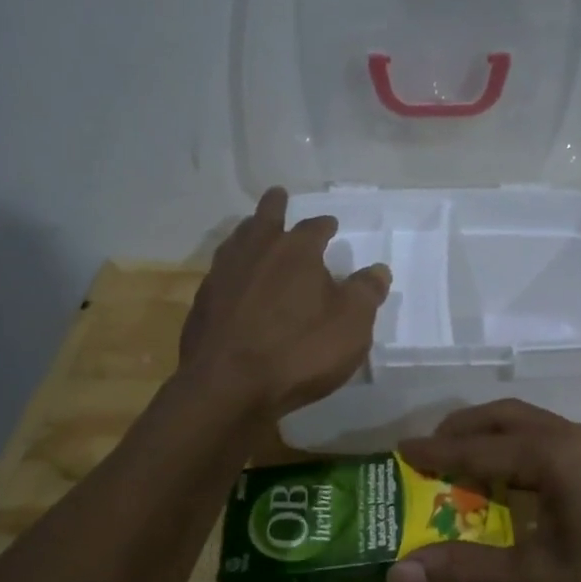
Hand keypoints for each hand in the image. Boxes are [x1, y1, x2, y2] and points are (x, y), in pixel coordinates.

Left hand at [180, 188, 390, 417]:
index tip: (330, 225)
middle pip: (265, 219)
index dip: (324, 225)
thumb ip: (366, 293)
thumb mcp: (351, 326)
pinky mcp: (203, 303)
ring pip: (237, 240)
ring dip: (248, 231)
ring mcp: (223, 275)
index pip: (314, 227)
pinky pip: (221, 272)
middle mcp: (256, 252)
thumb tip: (378, 269)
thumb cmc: (299, 351)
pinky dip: (232, 268)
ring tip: (253, 230)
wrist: (227, 386)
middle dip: (275, 206)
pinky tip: (234, 280)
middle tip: (278, 195)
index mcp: (296, 251)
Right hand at [385, 400, 580, 581]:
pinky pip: (558, 447)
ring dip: (498, 441)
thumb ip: (466, 570)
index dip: (438, 452)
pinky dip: (525, 456)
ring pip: (538, 430)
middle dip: (467, 431)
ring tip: (464, 466)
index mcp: (559, 454)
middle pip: (511, 419)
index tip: (400, 449)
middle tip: (430, 450)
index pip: (482, 447)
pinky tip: (516, 488)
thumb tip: (396, 573)